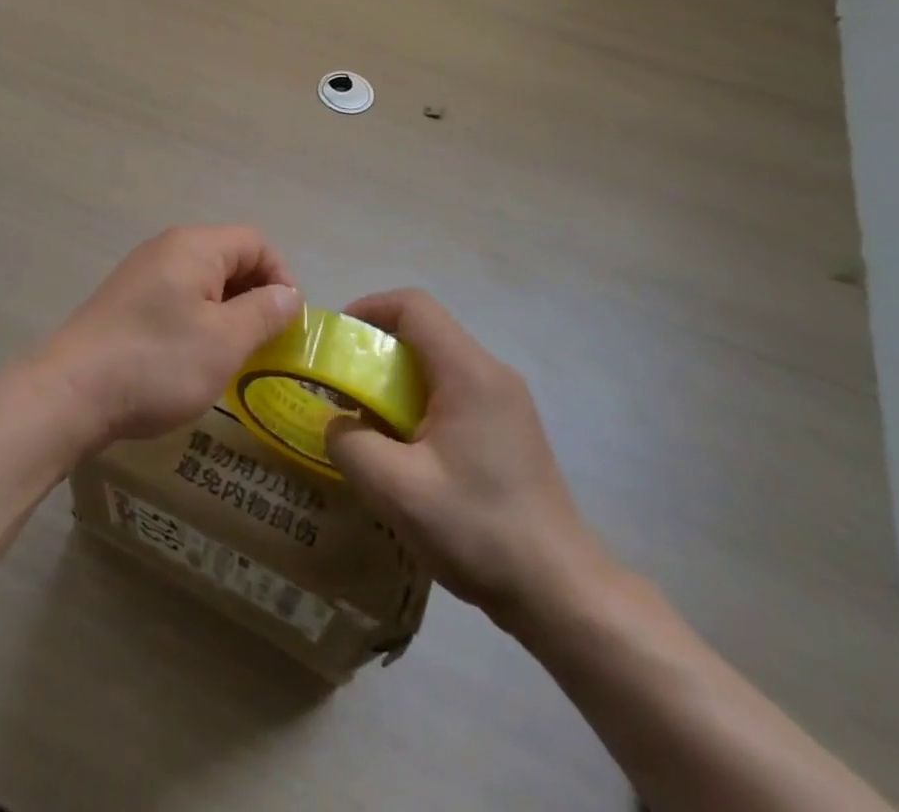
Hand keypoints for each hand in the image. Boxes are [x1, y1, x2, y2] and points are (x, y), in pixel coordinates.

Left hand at [39, 227, 300, 449]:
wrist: (70, 392)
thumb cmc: (158, 362)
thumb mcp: (225, 341)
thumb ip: (264, 312)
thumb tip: (288, 294)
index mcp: (194, 246)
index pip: (255, 243)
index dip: (281, 278)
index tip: (287, 324)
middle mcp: (166, 248)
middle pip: (228, 258)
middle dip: (254, 297)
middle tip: (264, 344)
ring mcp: (141, 274)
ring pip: (202, 282)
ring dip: (226, 313)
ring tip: (232, 356)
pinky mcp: (124, 301)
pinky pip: (175, 299)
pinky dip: (196, 321)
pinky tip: (192, 358)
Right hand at [325, 289, 614, 629]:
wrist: (562, 593)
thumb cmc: (479, 530)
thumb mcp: (397, 490)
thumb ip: (351, 445)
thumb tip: (336, 424)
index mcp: (468, 372)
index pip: (413, 306)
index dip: (368, 309)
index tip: (337, 342)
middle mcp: (491, 373)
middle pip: (424, 332)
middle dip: (376, 350)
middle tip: (342, 387)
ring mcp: (505, 401)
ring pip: (437, 363)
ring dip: (395, 381)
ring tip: (366, 422)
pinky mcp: (508, 428)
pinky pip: (452, 392)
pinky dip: (418, 403)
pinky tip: (405, 450)